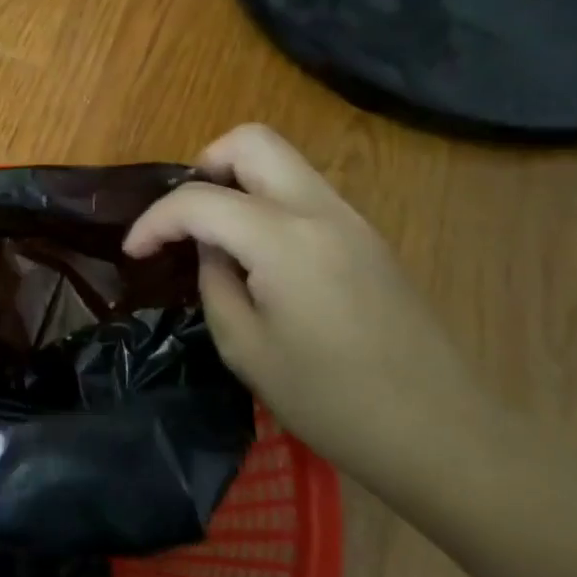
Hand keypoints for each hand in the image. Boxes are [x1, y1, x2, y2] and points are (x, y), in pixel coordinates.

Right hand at [124, 124, 499, 497]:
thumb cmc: (332, 402)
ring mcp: (352, 219)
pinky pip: (304, 193)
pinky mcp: (368, 238)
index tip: (134, 251)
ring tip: (214, 235)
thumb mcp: (245, 348)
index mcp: (283, 240)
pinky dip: (267, 203)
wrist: (442, 434)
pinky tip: (258, 255)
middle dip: (203, 166)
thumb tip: (210, 250)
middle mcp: (320, 210)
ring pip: (282, 162)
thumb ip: (215, 282)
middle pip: (252, 142)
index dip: (154, 221)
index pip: (199, 200)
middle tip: (184, 217)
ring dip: (237, 182)